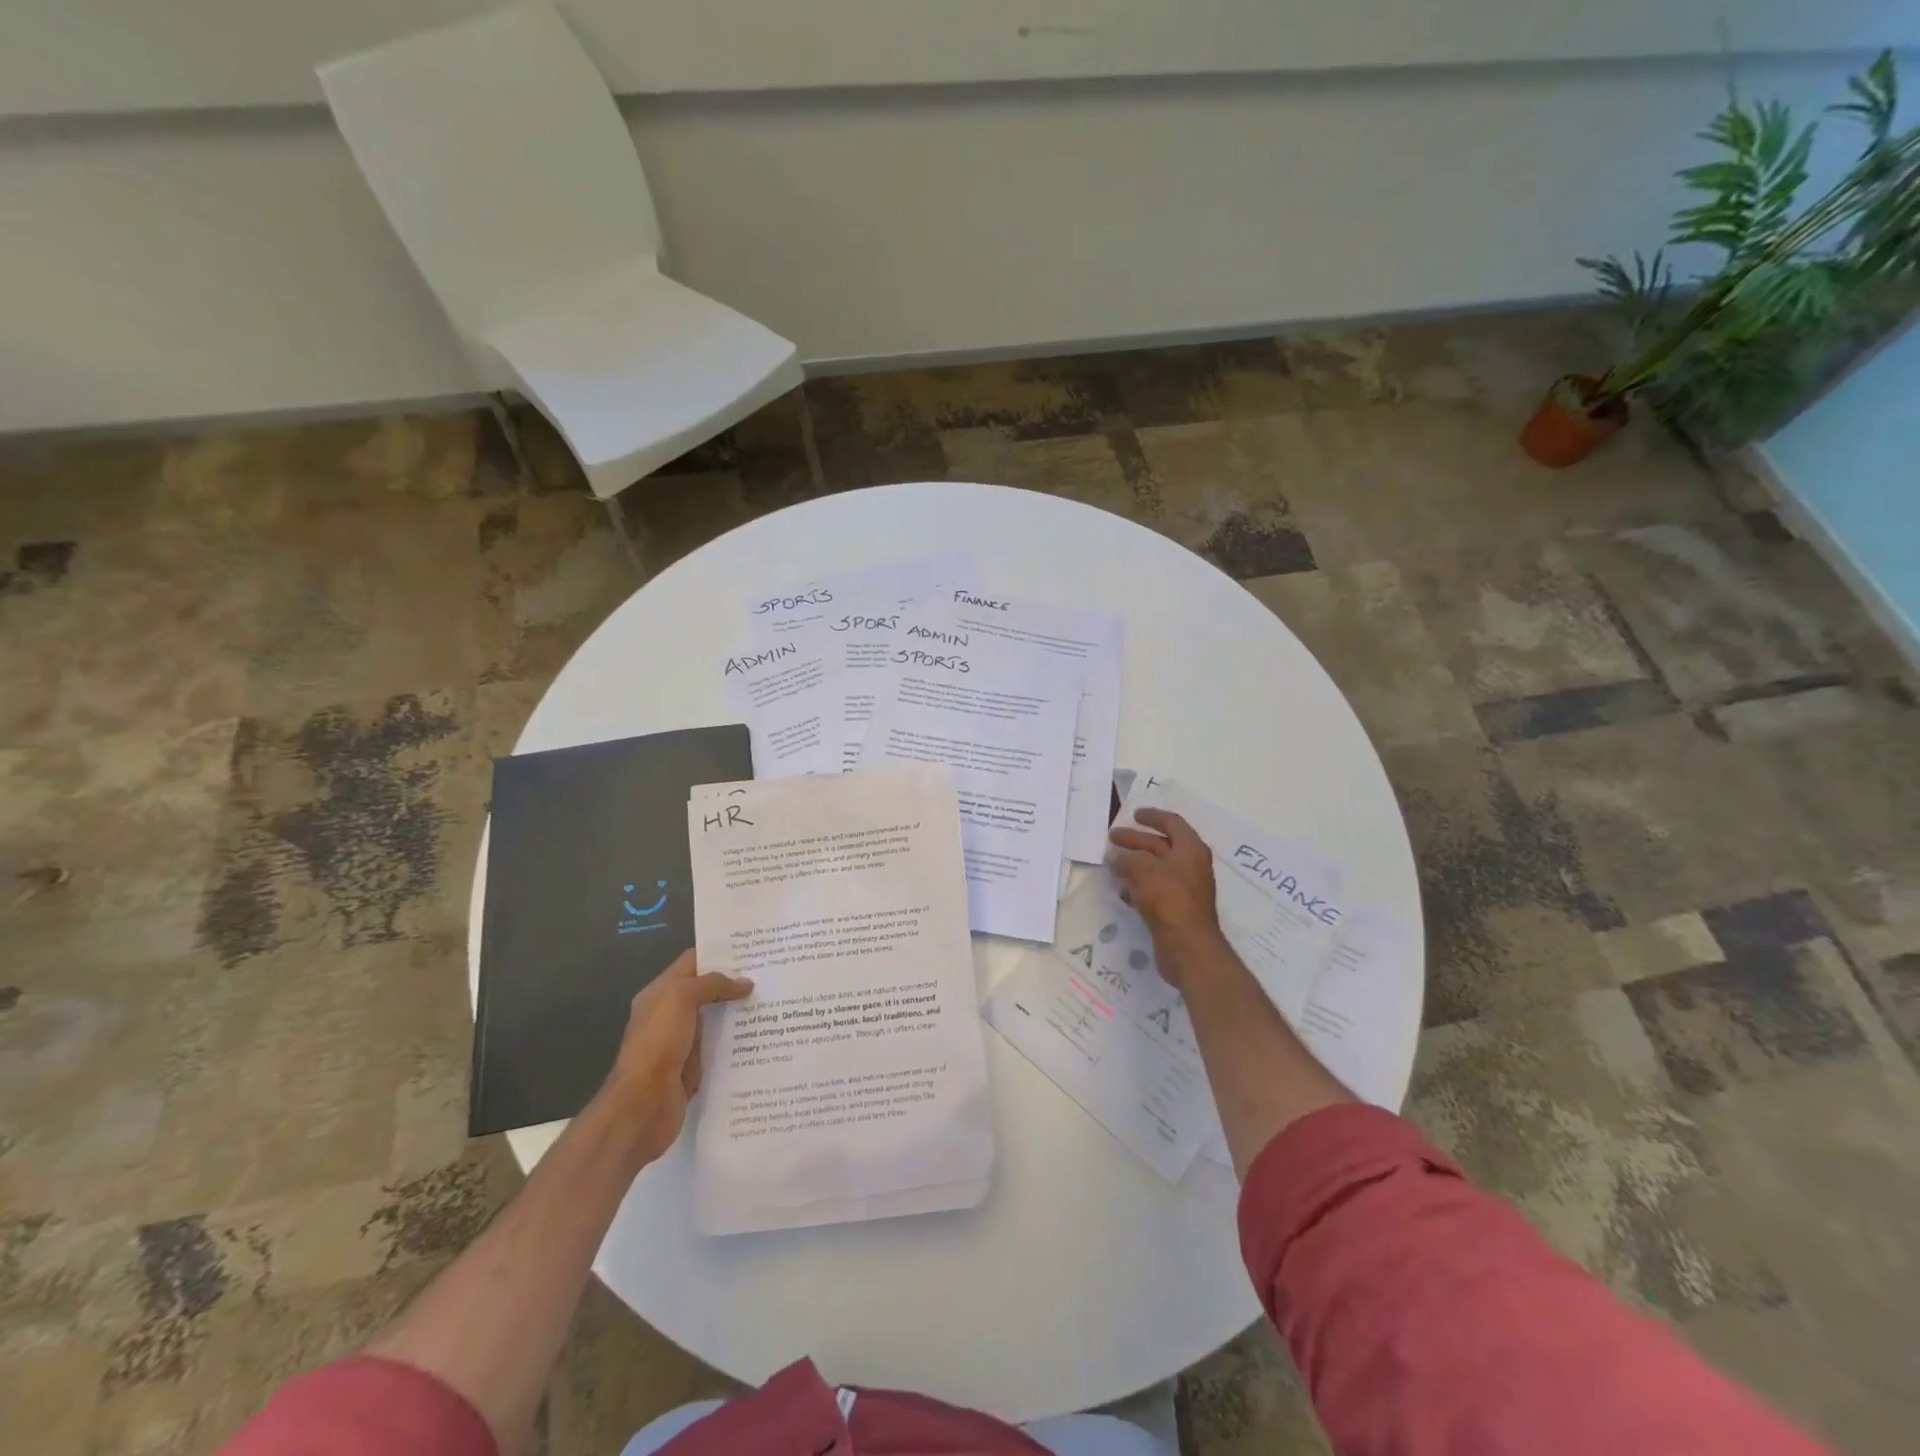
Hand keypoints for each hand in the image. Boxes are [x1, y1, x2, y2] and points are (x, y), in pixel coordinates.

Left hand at [601, 949, 752, 1162]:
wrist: (643, 1105)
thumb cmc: (658, 1043)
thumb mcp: (681, 998)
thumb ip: (711, 984)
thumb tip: (744, 983)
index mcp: (660, 993)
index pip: (692, 962)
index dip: (719, 954)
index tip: (752, 950)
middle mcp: (670, 1015)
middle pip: (706, 991)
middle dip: (734, 983)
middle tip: (771, 975)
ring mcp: (682, 1043)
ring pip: (716, 1019)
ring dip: (739, 1013)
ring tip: (774, 1002)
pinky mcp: (694, 1068)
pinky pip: (719, 1048)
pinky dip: (737, 1042)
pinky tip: (763, 1036)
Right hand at [1109, 809, 1223, 968]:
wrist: (1188, 946)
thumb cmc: (1169, 900)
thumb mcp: (1144, 871)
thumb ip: (1127, 859)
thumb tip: (1114, 856)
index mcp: (1190, 850)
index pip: (1172, 823)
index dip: (1153, 816)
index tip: (1134, 814)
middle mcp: (1190, 866)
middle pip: (1161, 845)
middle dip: (1136, 840)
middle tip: (1112, 838)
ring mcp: (1184, 889)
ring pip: (1156, 869)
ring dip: (1134, 864)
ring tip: (1111, 863)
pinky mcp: (1175, 909)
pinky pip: (1155, 890)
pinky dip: (1138, 886)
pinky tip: (1122, 890)